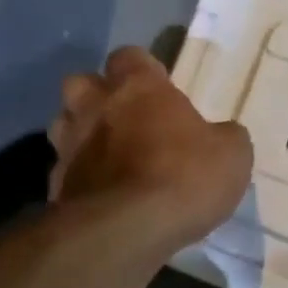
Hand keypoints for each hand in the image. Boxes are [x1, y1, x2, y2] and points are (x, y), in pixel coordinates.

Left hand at [47, 46, 252, 249]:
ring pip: (64, 124)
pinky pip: (66, 172)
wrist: (127, 230)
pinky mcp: (55, 186)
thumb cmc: (184, 177)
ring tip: (109, 156)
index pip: (129, 56)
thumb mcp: (232, 155)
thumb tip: (221, 135)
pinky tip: (103, 196)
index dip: (143, 70)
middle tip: (126, 117)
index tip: (160, 89)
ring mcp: (69, 147)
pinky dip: (82, 178)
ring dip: (83, 134)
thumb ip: (225, 137)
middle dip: (99, 95)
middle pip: (82, 82)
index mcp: (139, 88)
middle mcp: (96, 107)